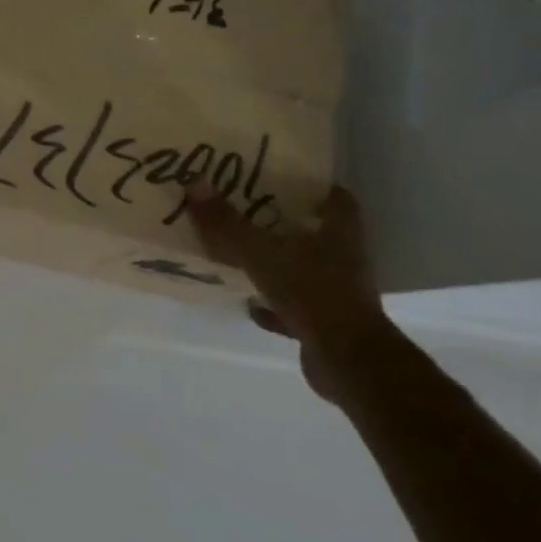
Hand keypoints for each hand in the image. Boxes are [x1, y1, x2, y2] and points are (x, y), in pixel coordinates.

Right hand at [185, 184, 394, 401]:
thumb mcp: (261, 253)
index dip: (314, 188)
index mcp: (338, 233)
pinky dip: (274, 306)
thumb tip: (195, 183)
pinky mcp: (327, 324)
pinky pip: (296, 308)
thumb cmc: (312, 292)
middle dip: (287, 226)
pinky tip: (250, 305)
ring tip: (243, 258)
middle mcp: (344, 259)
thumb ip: (227, 223)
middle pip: (317, 234)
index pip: (336, 199)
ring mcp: (338, 294)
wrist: (346, 359)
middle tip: (250, 214)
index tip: (284, 182)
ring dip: (279, 266)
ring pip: (306, 271)